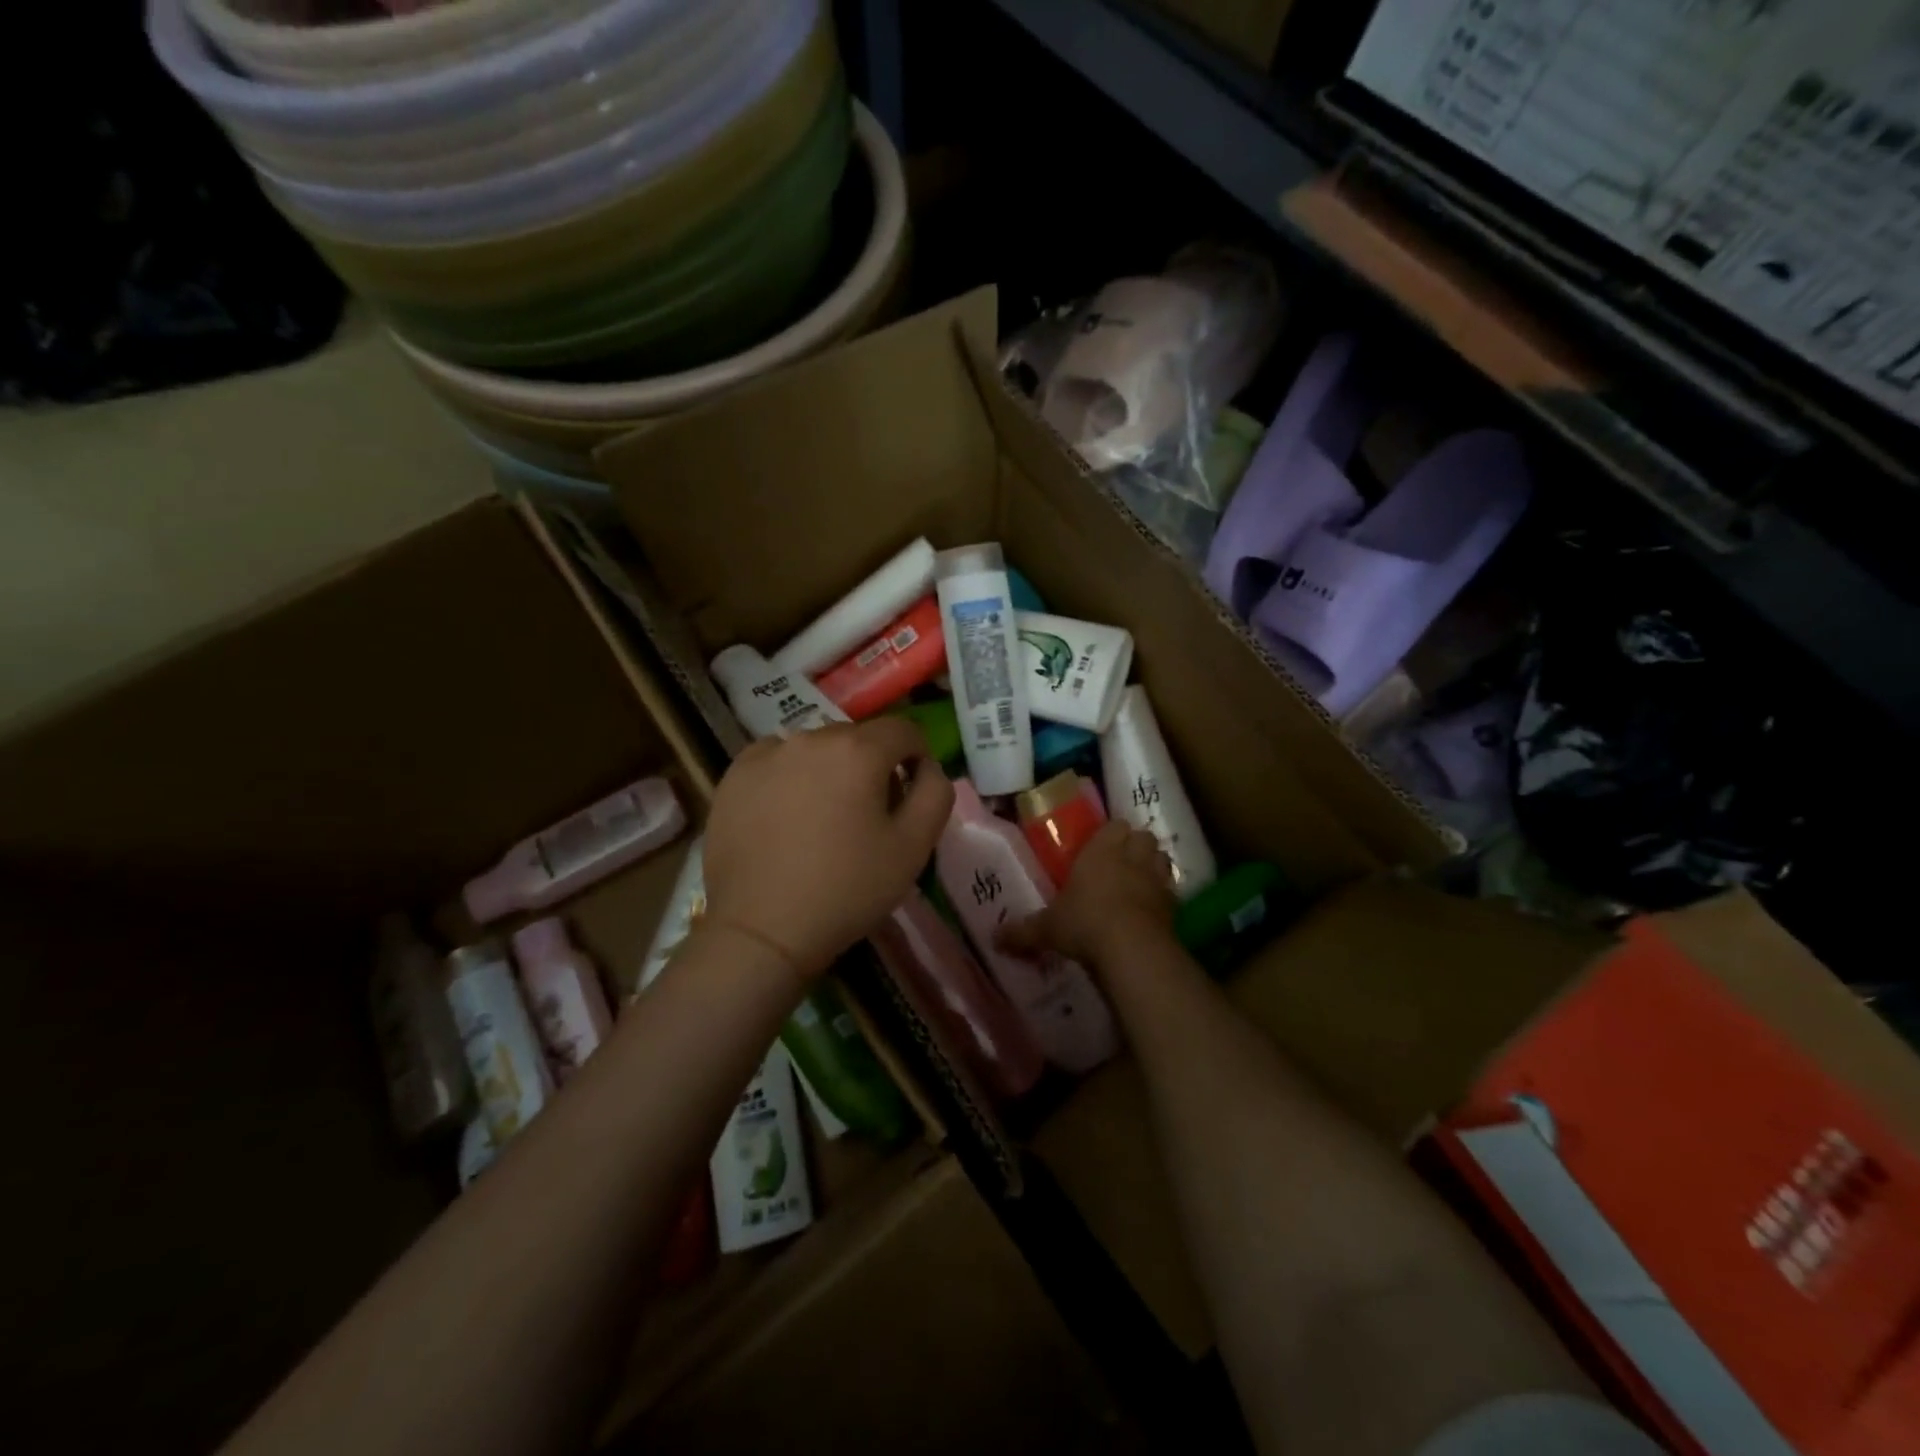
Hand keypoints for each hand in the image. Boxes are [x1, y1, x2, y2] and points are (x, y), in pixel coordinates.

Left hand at [702, 719, 953, 981]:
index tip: (911, 795)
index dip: (917, 758)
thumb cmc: (847, 889)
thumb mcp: (914, 847)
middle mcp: (810, 737)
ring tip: (822, 820)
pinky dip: (789, 779)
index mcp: (858, 749)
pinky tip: (785, 818)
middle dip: (872, 767)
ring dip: (829, 772)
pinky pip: (776, 763)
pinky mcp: (733, 776)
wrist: (762, 930)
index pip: (903, 731)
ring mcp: (766, 754)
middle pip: (857, 739)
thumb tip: (928, 767)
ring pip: (815, 750)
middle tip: (869, 816)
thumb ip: (935, 794)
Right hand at [999, 821, 1175, 967]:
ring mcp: (1157, 880)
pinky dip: (1163, 898)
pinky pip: (1171, 892)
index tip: (1100, 847)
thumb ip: (1022, 931)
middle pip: (1143, 837)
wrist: (1132, 948)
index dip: (1110, 834)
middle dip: (1135, 846)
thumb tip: (993, 939)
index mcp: (1101, 850)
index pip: (1114, 825)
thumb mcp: (1047, 928)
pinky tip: (1150, 912)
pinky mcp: (1174, 905)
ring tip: (1138, 883)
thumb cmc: (1084, 923)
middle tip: (1120, 863)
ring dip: (1153, 867)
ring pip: (1161, 859)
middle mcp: (1132, 857)